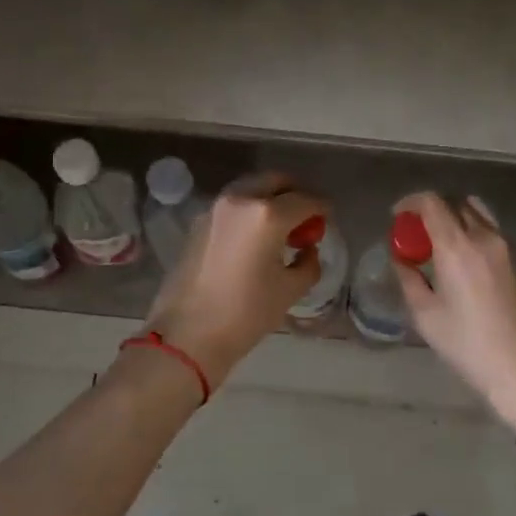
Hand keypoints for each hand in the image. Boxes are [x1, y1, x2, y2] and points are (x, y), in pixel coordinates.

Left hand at [143, 173, 328, 389]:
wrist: (188, 334)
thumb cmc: (246, 313)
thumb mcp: (289, 290)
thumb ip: (308, 263)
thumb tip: (307, 250)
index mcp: (267, 215)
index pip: (305, 200)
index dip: (322, 207)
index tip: (328, 217)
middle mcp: (240, 200)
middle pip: (274, 181)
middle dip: (294, 193)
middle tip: (305, 217)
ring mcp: (215, 209)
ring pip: (250, 189)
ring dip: (269, 199)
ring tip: (280, 228)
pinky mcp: (198, 223)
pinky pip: (232, 206)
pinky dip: (249, 211)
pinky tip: (254, 238)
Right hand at [394, 192, 515, 429]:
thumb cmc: (466, 342)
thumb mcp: (425, 313)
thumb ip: (409, 278)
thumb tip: (401, 259)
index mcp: (457, 246)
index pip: (432, 202)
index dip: (411, 202)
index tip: (397, 216)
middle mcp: (483, 237)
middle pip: (456, 202)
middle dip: (431, 209)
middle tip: (415, 231)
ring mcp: (504, 247)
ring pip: (476, 213)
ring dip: (454, 217)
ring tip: (438, 242)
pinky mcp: (515, 261)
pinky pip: (488, 230)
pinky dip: (469, 230)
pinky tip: (459, 258)